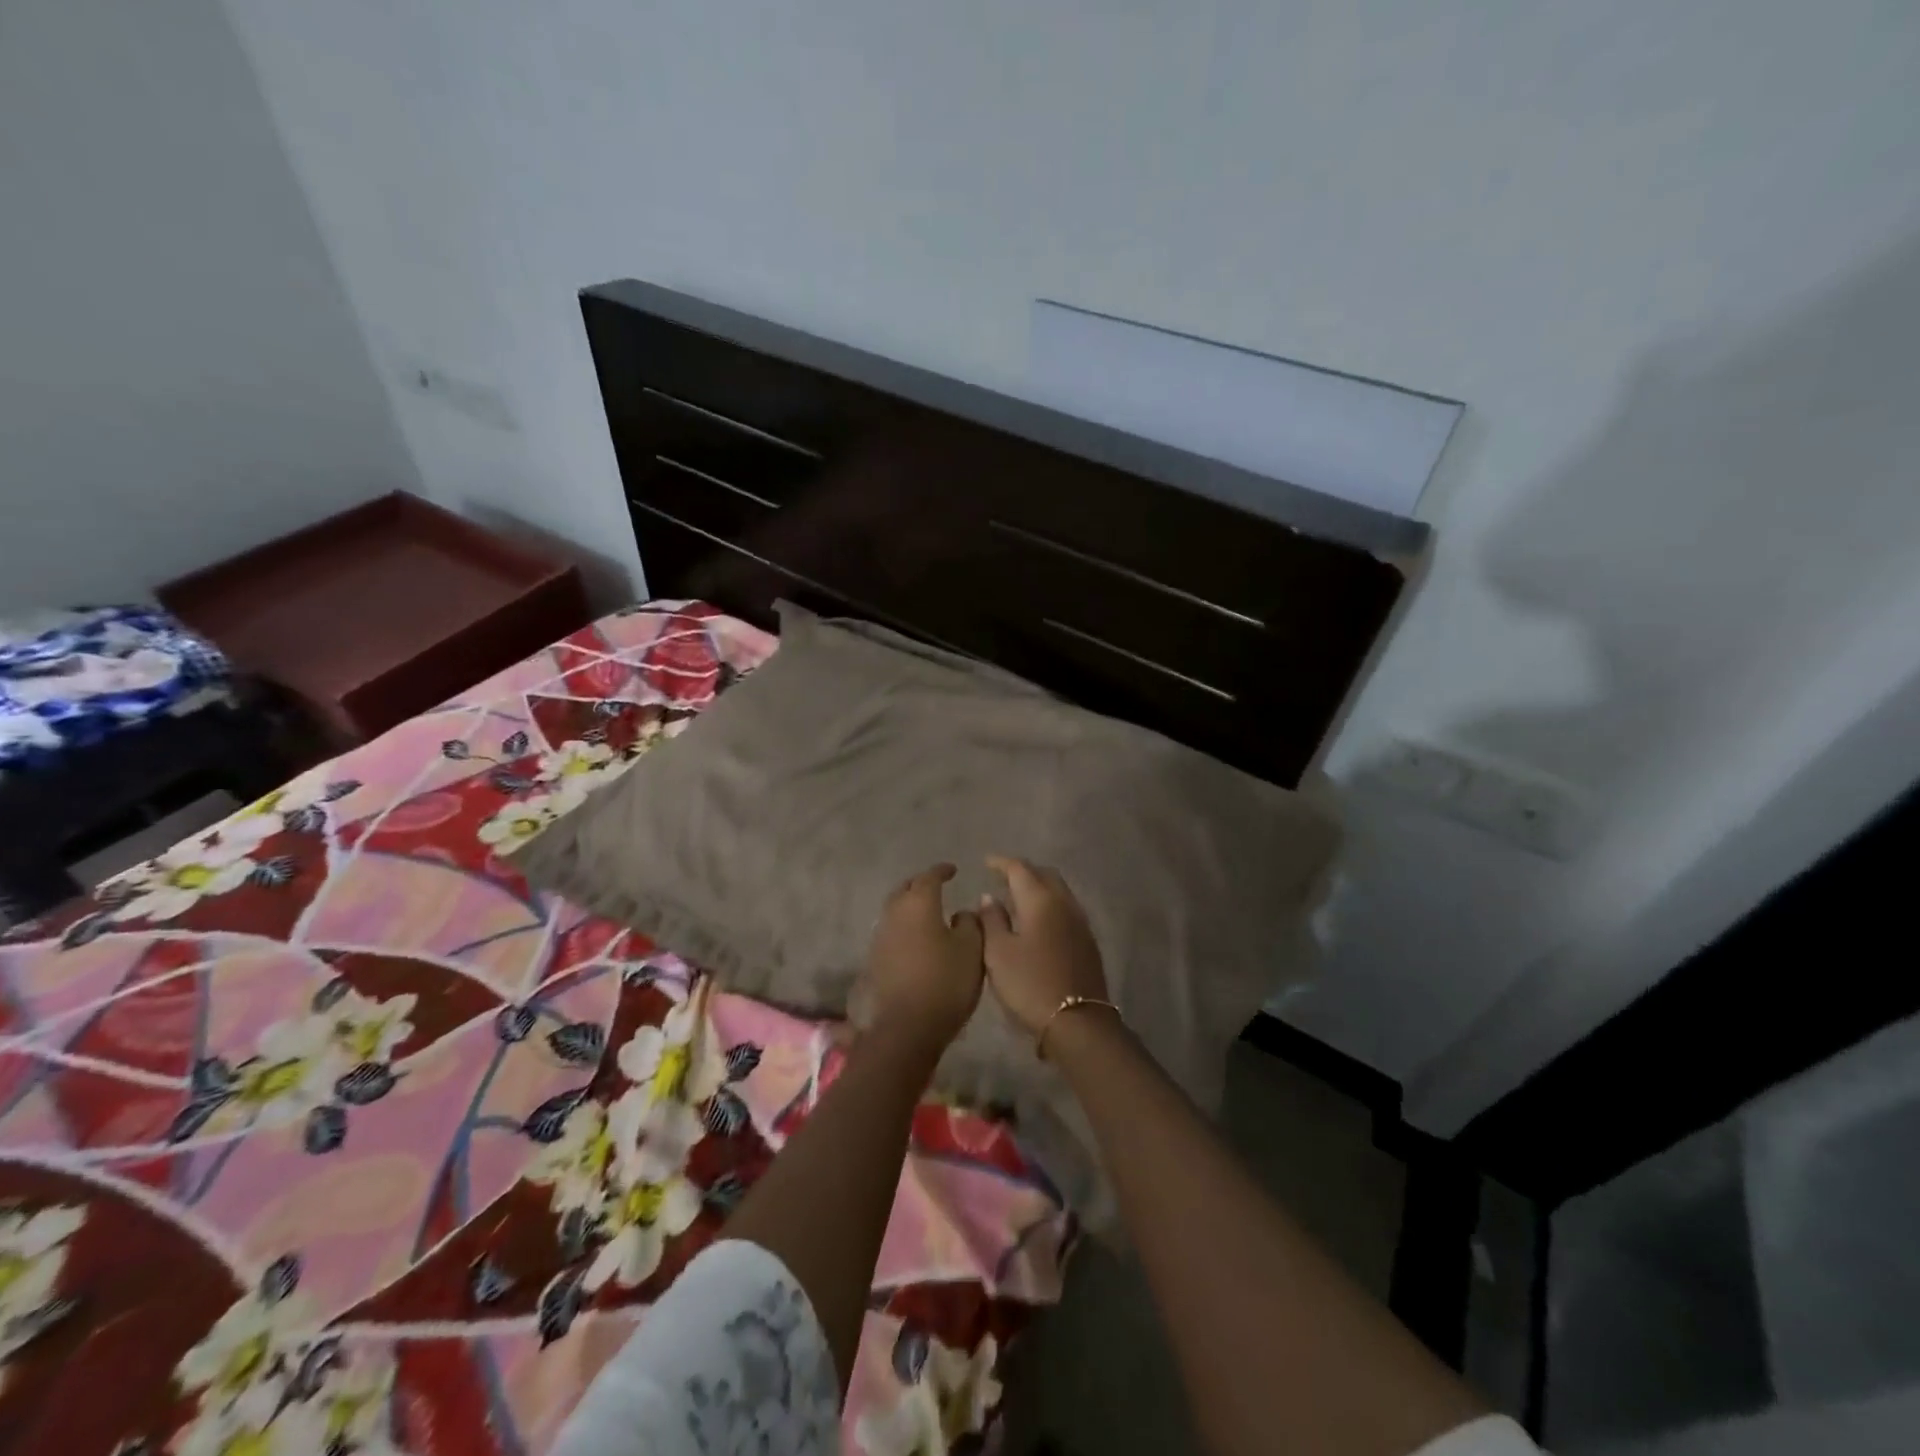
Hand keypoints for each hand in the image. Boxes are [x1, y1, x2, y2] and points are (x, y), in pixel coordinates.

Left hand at [863, 864, 984, 1057]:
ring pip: (895, 910)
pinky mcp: (875, 959)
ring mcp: (880, 936)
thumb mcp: (972, 949)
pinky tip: (916, 939)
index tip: (953, 870)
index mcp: (919, 903)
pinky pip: (891, 931)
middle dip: (921, 884)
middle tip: (937, 887)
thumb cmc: (945, 981)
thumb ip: (970, 923)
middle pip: (906, 889)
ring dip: (910, 907)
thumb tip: (961, 913)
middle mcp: (894, 913)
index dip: (942, 871)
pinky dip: (904, 927)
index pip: (929, 877)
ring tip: (927, 913)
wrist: (906, 1027)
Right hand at [977, 856, 1109, 1037]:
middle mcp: (1063, 903)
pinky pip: (1066, 909)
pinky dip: (1050, 905)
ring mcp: (1080, 922)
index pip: (1020, 868)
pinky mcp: (1088, 941)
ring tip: (1018, 898)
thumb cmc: (1029, 984)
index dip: (1001, 863)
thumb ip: (992, 920)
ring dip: (1039, 887)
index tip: (986, 862)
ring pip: (1059, 891)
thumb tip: (989, 896)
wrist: (1077, 1021)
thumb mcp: (998, 953)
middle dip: (1023, 871)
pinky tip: (1038, 921)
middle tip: (1003, 878)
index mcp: (1040, 900)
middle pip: (1044, 874)